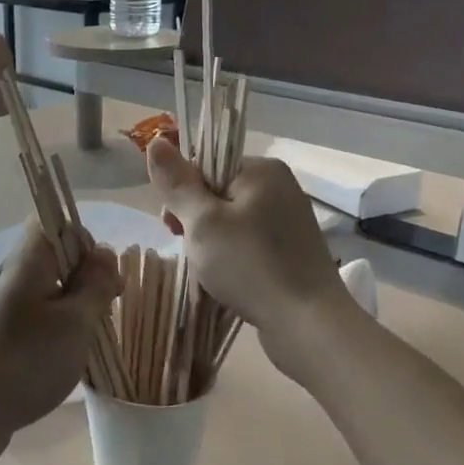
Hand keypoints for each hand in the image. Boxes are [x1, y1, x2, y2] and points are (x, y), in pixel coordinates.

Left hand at [0, 224, 121, 464]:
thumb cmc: (27, 360)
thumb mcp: (75, 321)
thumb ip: (95, 284)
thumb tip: (105, 253)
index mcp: (28, 260)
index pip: (56, 223)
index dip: (86, 243)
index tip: (104, 279)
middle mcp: (12, 275)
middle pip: (55, 258)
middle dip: (86, 279)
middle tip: (102, 312)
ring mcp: (3, 307)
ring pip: (48, 290)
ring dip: (74, 307)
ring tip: (88, 338)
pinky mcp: (0, 335)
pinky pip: (37, 317)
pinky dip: (57, 329)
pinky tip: (66, 357)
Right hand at [146, 135, 355, 377]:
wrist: (307, 324)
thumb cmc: (249, 265)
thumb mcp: (203, 221)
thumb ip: (177, 183)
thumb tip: (156, 141)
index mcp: (262, 170)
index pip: (206, 164)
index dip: (183, 193)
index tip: (174, 226)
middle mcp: (280, 187)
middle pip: (217, 192)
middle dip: (196, 221)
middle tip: (192, 251)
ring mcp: (289, 220)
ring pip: (231, 221)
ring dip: (212, 243)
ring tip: (210, 270)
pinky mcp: (292, 251)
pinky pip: (249, 243)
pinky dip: (233, 257)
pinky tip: (229, 279)